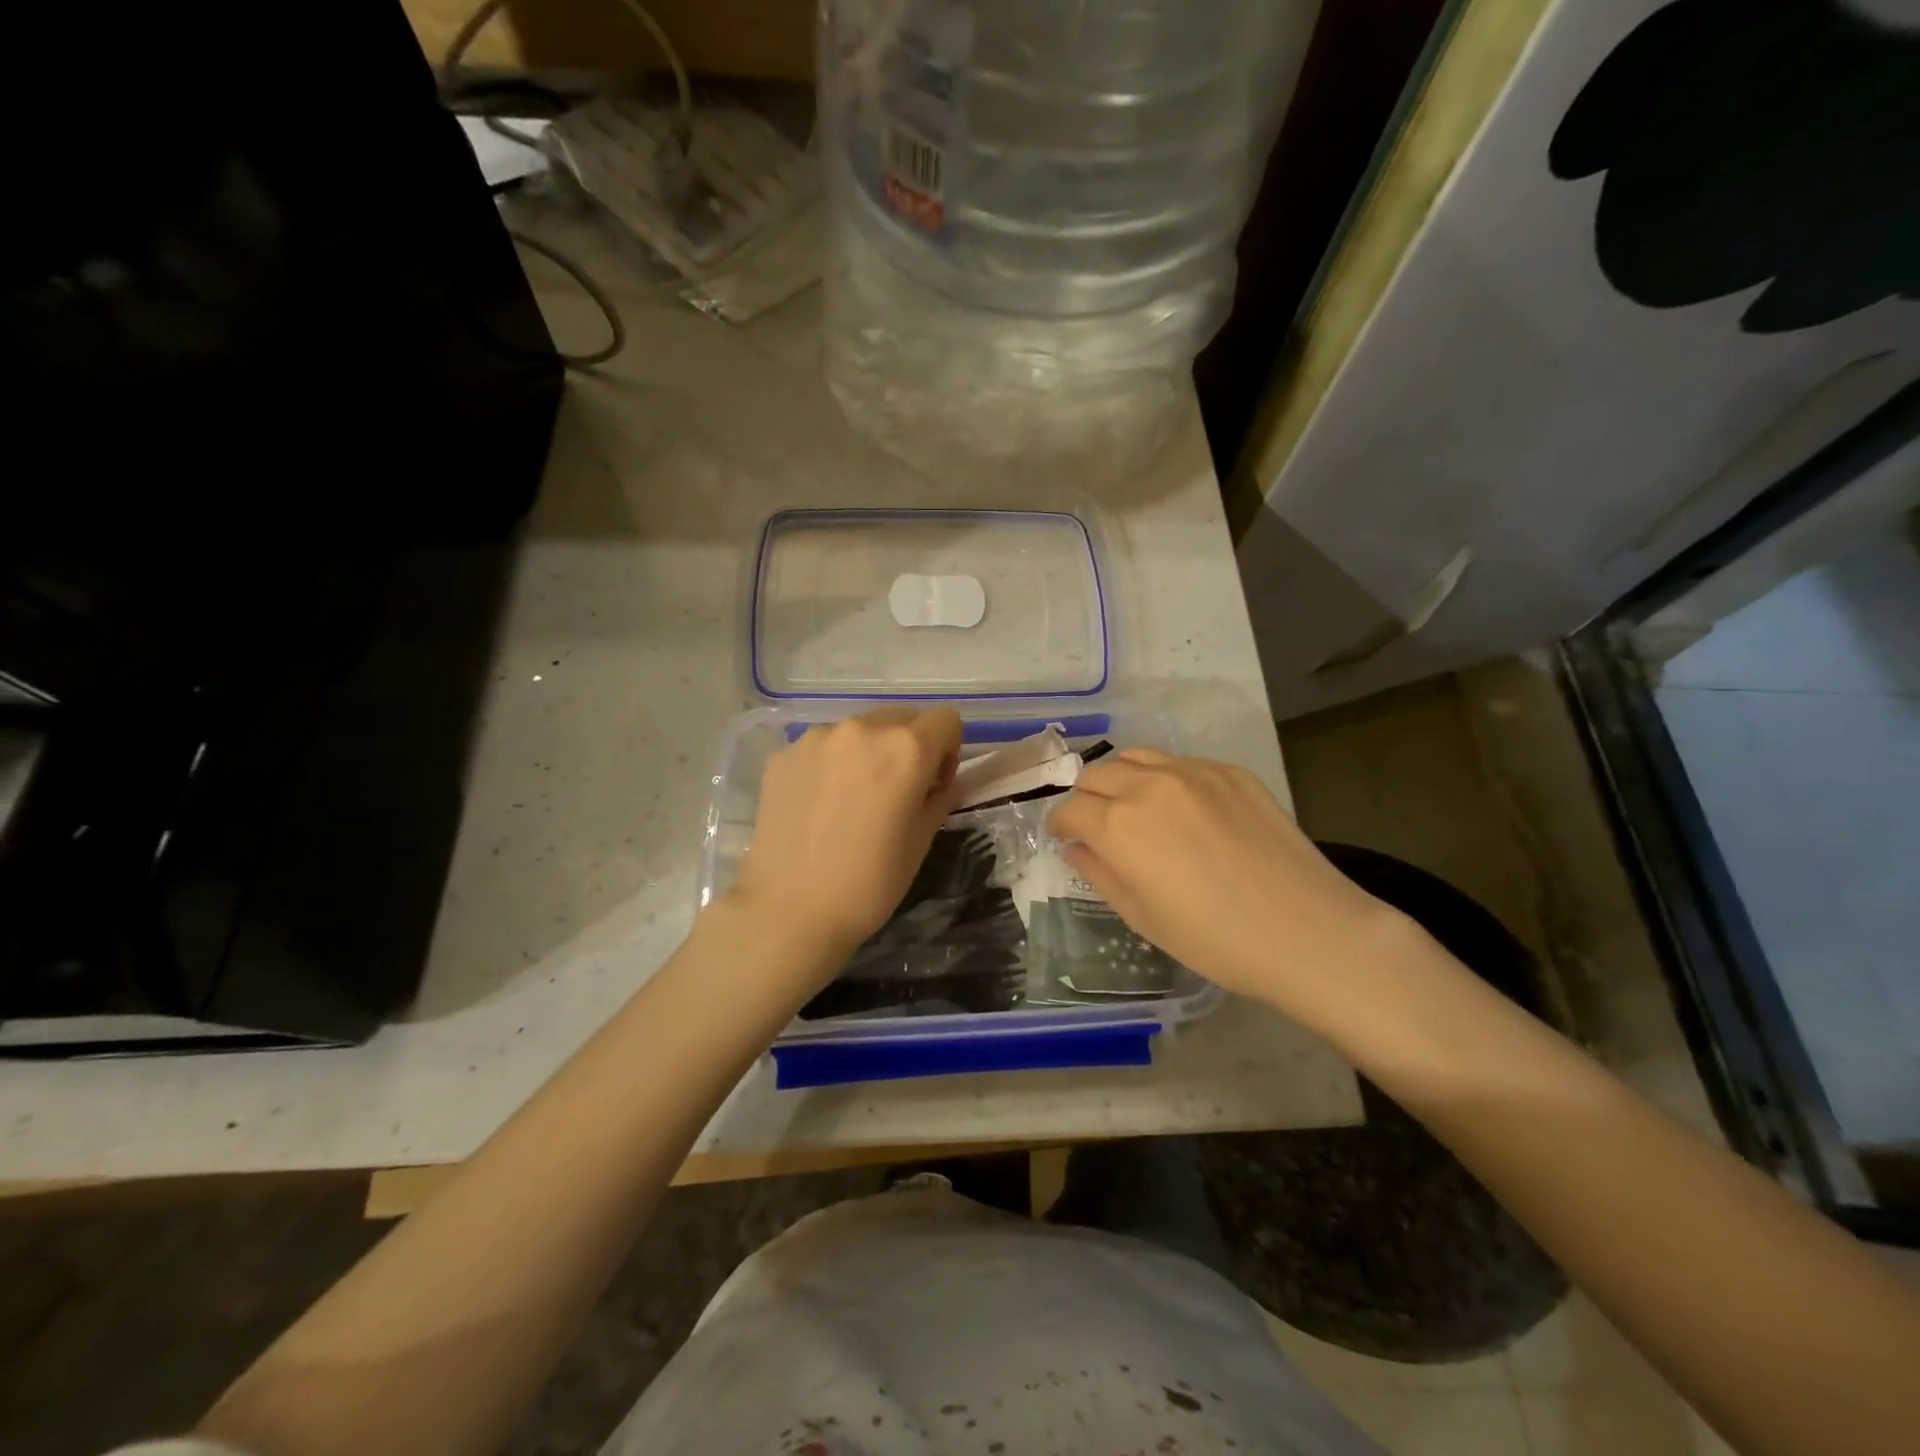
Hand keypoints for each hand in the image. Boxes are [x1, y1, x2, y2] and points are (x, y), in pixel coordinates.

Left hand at [729, 708, 962, 962]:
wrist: (789, 911)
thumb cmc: (869, 884)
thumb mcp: (920, 843)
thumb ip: (939, 800)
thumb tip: (945, 784)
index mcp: (905, 749)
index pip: (945, 720)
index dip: (948, 751)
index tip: (933, 786)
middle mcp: (861, 729)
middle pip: (902, 718)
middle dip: (909, 747)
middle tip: (897, 792)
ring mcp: (816, 738)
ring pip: (860, 730)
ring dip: (868, 752)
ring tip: (853, 800)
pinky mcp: (784, 754)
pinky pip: (823, 747)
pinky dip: (832, 764)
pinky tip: (820, 806)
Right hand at [1045, 750, 1408, 1015]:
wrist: (1307, 931)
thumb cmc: (1215, 940)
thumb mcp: (1142, 917)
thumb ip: (1099, 873)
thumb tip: (1076, 847)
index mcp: (1118, 826)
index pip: (1069, 809)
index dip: (1060, 825)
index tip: (1065, 838)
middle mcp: (1148, 786)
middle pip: (1096, 774)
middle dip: (1086, 798)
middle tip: (1097, 825)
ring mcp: (1193, 772)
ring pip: (1136, 757)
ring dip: (1122, 779)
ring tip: (1134, 807)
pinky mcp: (1230, 771)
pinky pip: (1180, 763)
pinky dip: (1165, 778)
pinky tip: (1184, 809)